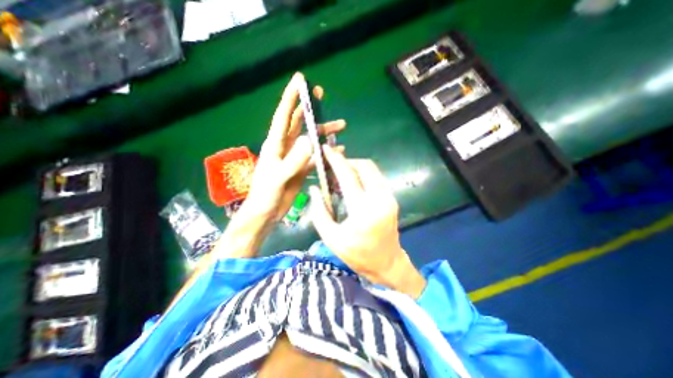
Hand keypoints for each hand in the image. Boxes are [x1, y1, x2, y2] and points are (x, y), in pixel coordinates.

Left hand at [244, 72, 346, 222]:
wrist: (266, 212)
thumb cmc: (266, 195)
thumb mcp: (278, 177)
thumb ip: (294, 160)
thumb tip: (310, 139)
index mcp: (275, 144)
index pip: (284, 115)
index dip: (291, 97)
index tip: (300, 80)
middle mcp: (285, 147)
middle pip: (299, 123)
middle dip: (310, 109)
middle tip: (322, 96)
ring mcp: (295, 157)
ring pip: (310, 139)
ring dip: (323, 132)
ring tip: (341, 127)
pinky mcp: (301, 168)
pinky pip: (315, 156)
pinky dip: (325, 152)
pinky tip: (337, 150)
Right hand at [308, 146, 424, 297]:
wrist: (387, 263)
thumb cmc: (357, 254)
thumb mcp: (331, 237)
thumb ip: (319, 211)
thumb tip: (314, 188)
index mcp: (363, 210)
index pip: (348, 176)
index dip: (336, 161)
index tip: (326, 150)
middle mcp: (380, 199)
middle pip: (364, 166)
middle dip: (347, 161)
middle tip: (333, 166)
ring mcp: (389, 197)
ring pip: (372, 170)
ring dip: (355, 167)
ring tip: (341, 175)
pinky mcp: (392, 198)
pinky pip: (376, 178)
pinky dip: (363, 174)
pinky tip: (353, 183)